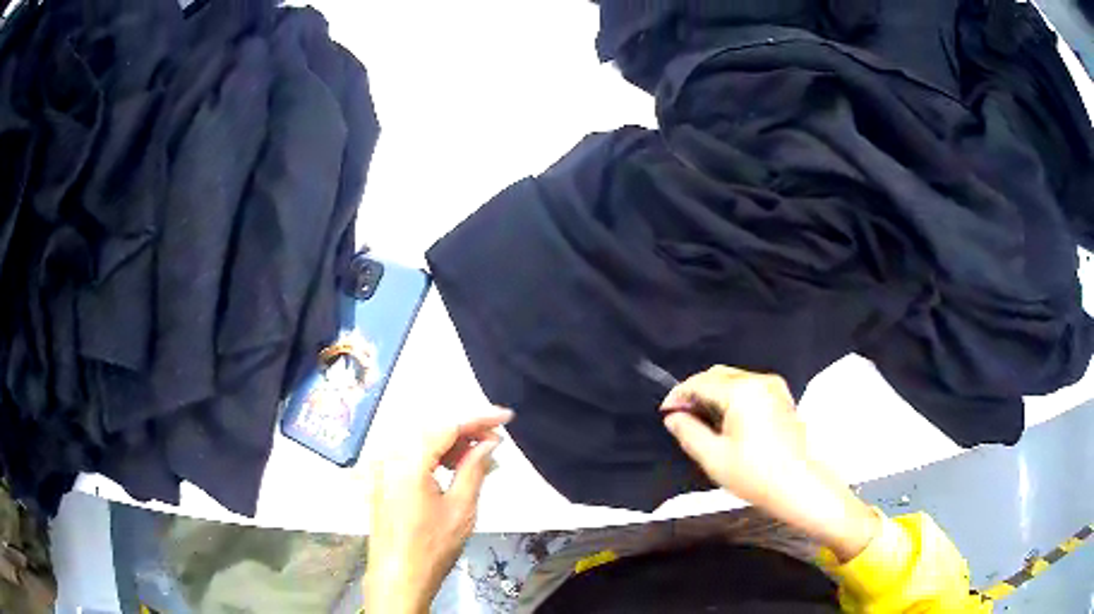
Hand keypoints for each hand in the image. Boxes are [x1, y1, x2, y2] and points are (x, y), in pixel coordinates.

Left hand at [365, 407, 512, 612]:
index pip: (447, 427)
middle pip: (432, 430)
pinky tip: (453, 470)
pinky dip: (434, 458)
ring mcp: (382, 469)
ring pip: (420, 443)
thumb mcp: (461, 508)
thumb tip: (489, 443)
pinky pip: (410, 457)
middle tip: (495, 442)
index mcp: (408, 461)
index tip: (506, 418)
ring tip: (480, 459)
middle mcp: (390, 457)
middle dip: (465, 432)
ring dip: (450, 446)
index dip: (479, 419)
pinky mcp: (382, 481)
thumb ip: (474, 469)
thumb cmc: (432, 546)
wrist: (398, 577)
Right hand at [662, 366, 878, 562]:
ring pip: (734, 379)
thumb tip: (673, 417)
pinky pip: (749, 388)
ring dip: (714, 393)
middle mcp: (759, 380)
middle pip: (718, 375)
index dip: (678, 394)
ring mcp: (774, 387)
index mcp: (741, 391)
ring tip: (701, 420)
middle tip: (681, 416)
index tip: (665, 413)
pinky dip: (732, 397)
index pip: (701, 382)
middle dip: (696, 391)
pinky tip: (726, 420)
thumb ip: (689, 432)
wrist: (800, 485)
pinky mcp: (783, 397)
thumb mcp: (714, 458)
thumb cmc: (755, 474)